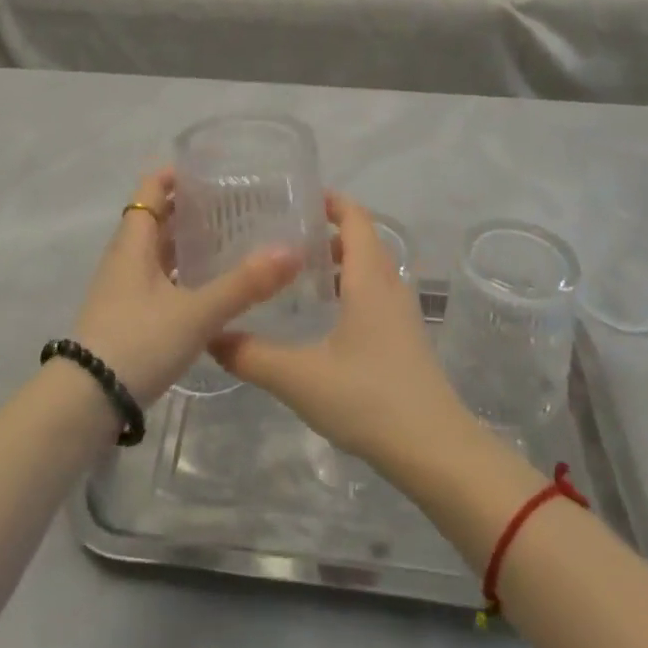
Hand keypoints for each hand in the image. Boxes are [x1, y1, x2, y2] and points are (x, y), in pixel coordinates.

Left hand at [70, 169, 301, 405]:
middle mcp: (125, 257)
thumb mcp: (196, 313)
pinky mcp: (125, 315)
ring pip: (156, 250)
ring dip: (184, 241)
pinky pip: (156, 278)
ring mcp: (122, 288)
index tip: (211, 169)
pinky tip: (206, 287)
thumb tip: (291, 251)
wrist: (85, 402)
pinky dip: (180, 272)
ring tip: (227, 239)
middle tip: (233, 203)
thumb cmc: (137, 342)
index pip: (151, 189)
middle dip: (188, 207)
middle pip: (155, 217)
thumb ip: (243, 284)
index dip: (175, 174)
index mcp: (134, 242)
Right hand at [211, 193, 470, 472]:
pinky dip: (350, 288)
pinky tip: (323, 316)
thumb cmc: (368, 399)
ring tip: (297, 271)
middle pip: (362, 239)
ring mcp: (402, 313)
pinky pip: (375, 294)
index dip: (331, 200)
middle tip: (283, 233)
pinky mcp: (405, 338)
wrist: (436, 452)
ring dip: (339, 261)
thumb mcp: (299, 378)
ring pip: (370, 269)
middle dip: (326, 230)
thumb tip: (211, 335)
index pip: (355, 218)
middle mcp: (389, 286)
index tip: (295, 195)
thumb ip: (251, 355)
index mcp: (369, 279)